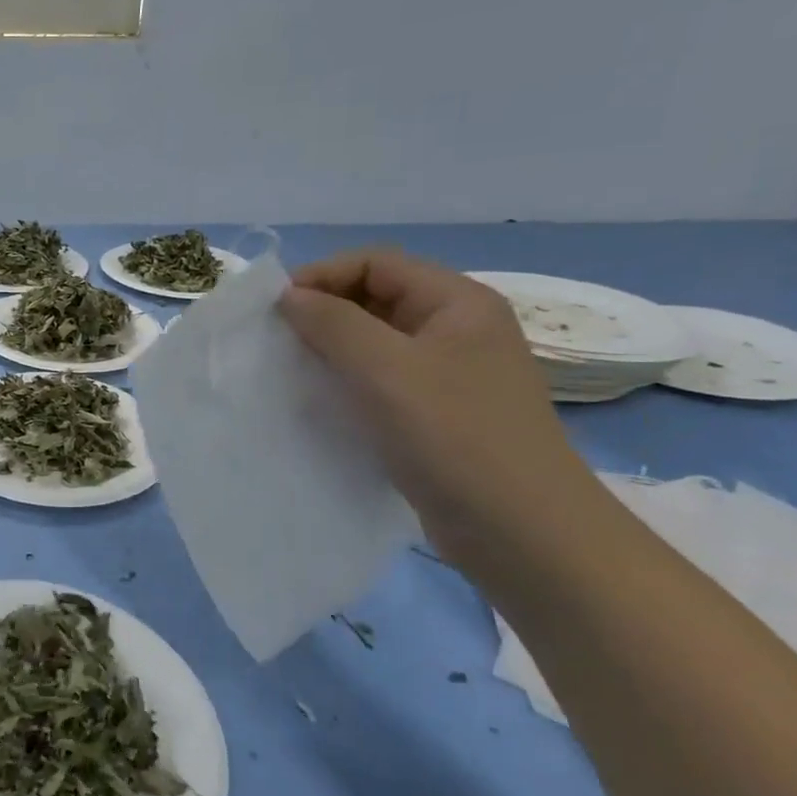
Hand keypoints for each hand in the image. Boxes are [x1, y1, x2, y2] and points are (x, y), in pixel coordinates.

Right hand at [277, 247, 601, 570]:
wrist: (521, 532)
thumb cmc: (454, 437)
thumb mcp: (386, 370)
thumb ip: (333, 324)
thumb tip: (289, 296)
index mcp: (457, 303)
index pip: (377, 263)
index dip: (322, 276)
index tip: (275, 309)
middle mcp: (456, 330)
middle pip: (376, 298)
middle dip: (323, 313)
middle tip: (277, 341)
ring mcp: (449, 375)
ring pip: (376, 343)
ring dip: (331, 349)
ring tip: (290, 371)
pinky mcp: (437, 415)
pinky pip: (382, 381)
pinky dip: (347, 383)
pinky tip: (320, 403)